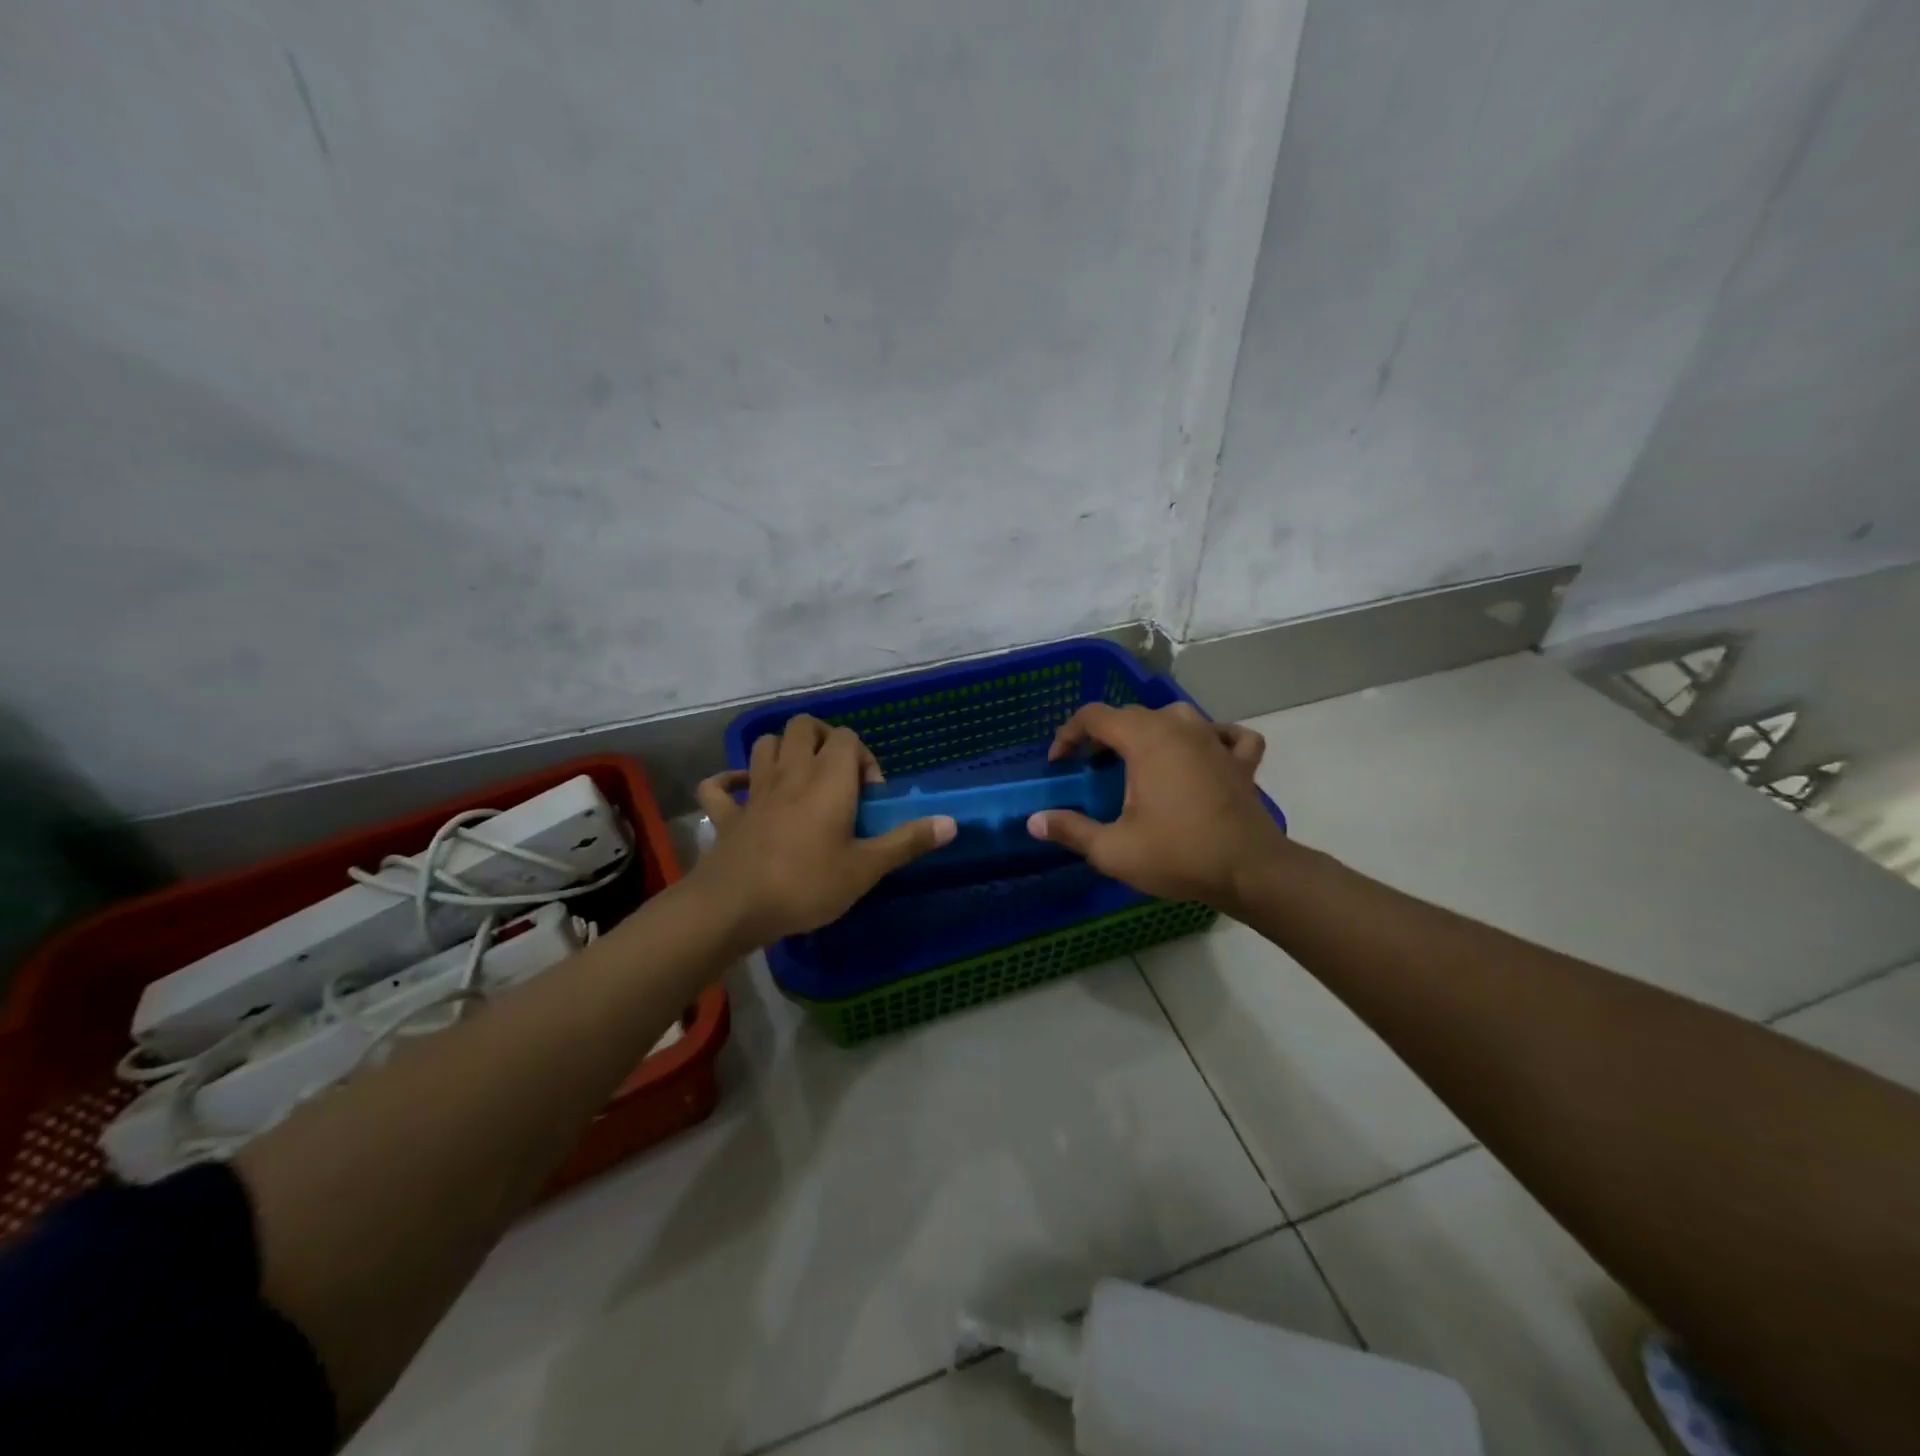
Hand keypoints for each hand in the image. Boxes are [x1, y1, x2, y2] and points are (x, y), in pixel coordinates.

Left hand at [693, 715, 955, 946]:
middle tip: (838, 775)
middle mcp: (791, 773)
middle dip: (824, 739)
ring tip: (800, 778)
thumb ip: (907, 842)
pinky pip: (719, 785)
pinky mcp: (727, 814)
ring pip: (766, 745)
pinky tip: (741, 790)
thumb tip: (952, 823)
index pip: (848, 738)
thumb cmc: (806, 884)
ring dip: (784, 750)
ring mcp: (754, 791)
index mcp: (828, 779)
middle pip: (804, 727)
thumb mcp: (866, 869)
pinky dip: (730, 781)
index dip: (864, 757)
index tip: (870, 796)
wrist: (733, 907)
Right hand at [1027, 702, 1286, 912]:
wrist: (1251, 872)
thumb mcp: (1113, 850)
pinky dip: (1209, 738)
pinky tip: (1203, 754)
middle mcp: (1180, 727)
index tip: (1059, 762)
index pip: (1095, 716)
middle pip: (1132, 714)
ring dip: (1150, 731)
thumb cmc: (1178, 855)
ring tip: (1138, 759)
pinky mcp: (1241, 760)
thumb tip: (1034, 822)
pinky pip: (1224, 734)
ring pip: (1175, 717)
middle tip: (1090, 767)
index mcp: (1146, 739)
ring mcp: (1215, 740)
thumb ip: (1071, 830)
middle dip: (1104, 735)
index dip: (1070, 734)